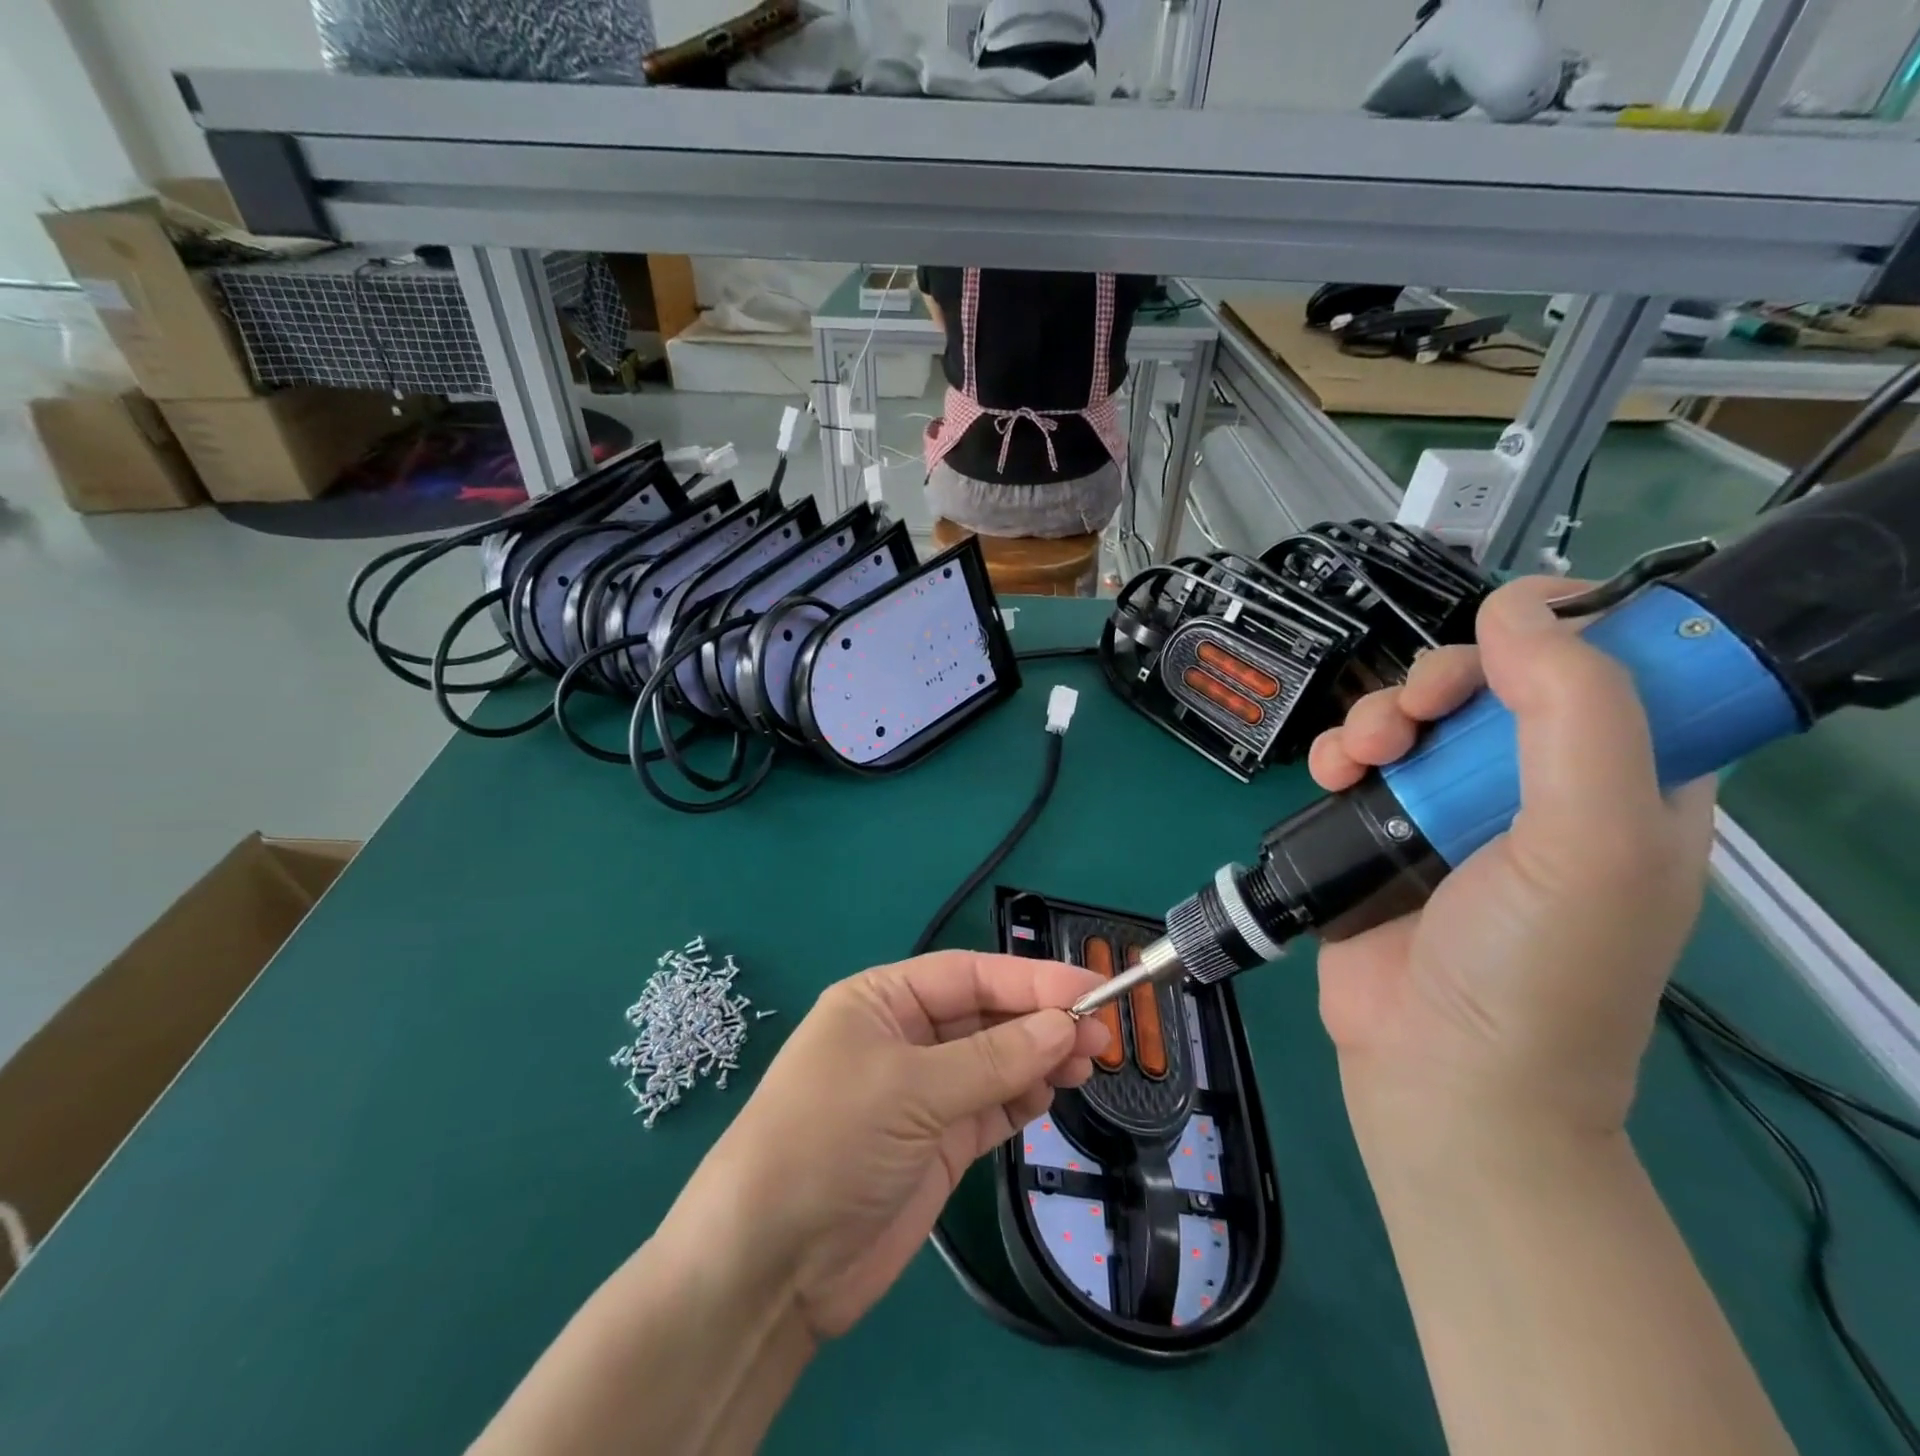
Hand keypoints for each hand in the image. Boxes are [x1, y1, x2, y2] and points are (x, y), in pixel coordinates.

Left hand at [688, 951, 1107, 1341]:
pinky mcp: (936, 1143)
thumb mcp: (910, 1089)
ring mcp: (921, 1093)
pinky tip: (1053, 1092)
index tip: (1090, 988)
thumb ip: (993, 1058)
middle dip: (1040, 1020)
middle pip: (985, 1016)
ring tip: (1089, 1062)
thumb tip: (1065, 1025)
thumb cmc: (829, 1141)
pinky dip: (1022, 1097)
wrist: (769, 1265)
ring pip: (994, 1061)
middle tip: (1100, 1034)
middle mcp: (903, 1037)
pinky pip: (990, 1107)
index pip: (968, 975)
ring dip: (1039, 1058)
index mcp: (882, 1000)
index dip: (1030, 979)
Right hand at [1306, 577, 1716, 1140]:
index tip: (1501, 640)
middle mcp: (1538, 788)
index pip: (1609, 670)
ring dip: (1377, 715)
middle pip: (1491, 685)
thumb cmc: (1538, 965)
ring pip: (1413, 717)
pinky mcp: (1382, 831)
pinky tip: (1331, 773)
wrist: (1438, 1071)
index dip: (1556, 636)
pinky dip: (1338, 753)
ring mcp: (1450, 810)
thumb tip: (1519, 606)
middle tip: (1416, 712)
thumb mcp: (1596, 839)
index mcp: (1627, 783)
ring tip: (1360, 754)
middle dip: (1443, 680)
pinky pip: (1358, 761)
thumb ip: (1577, 712)